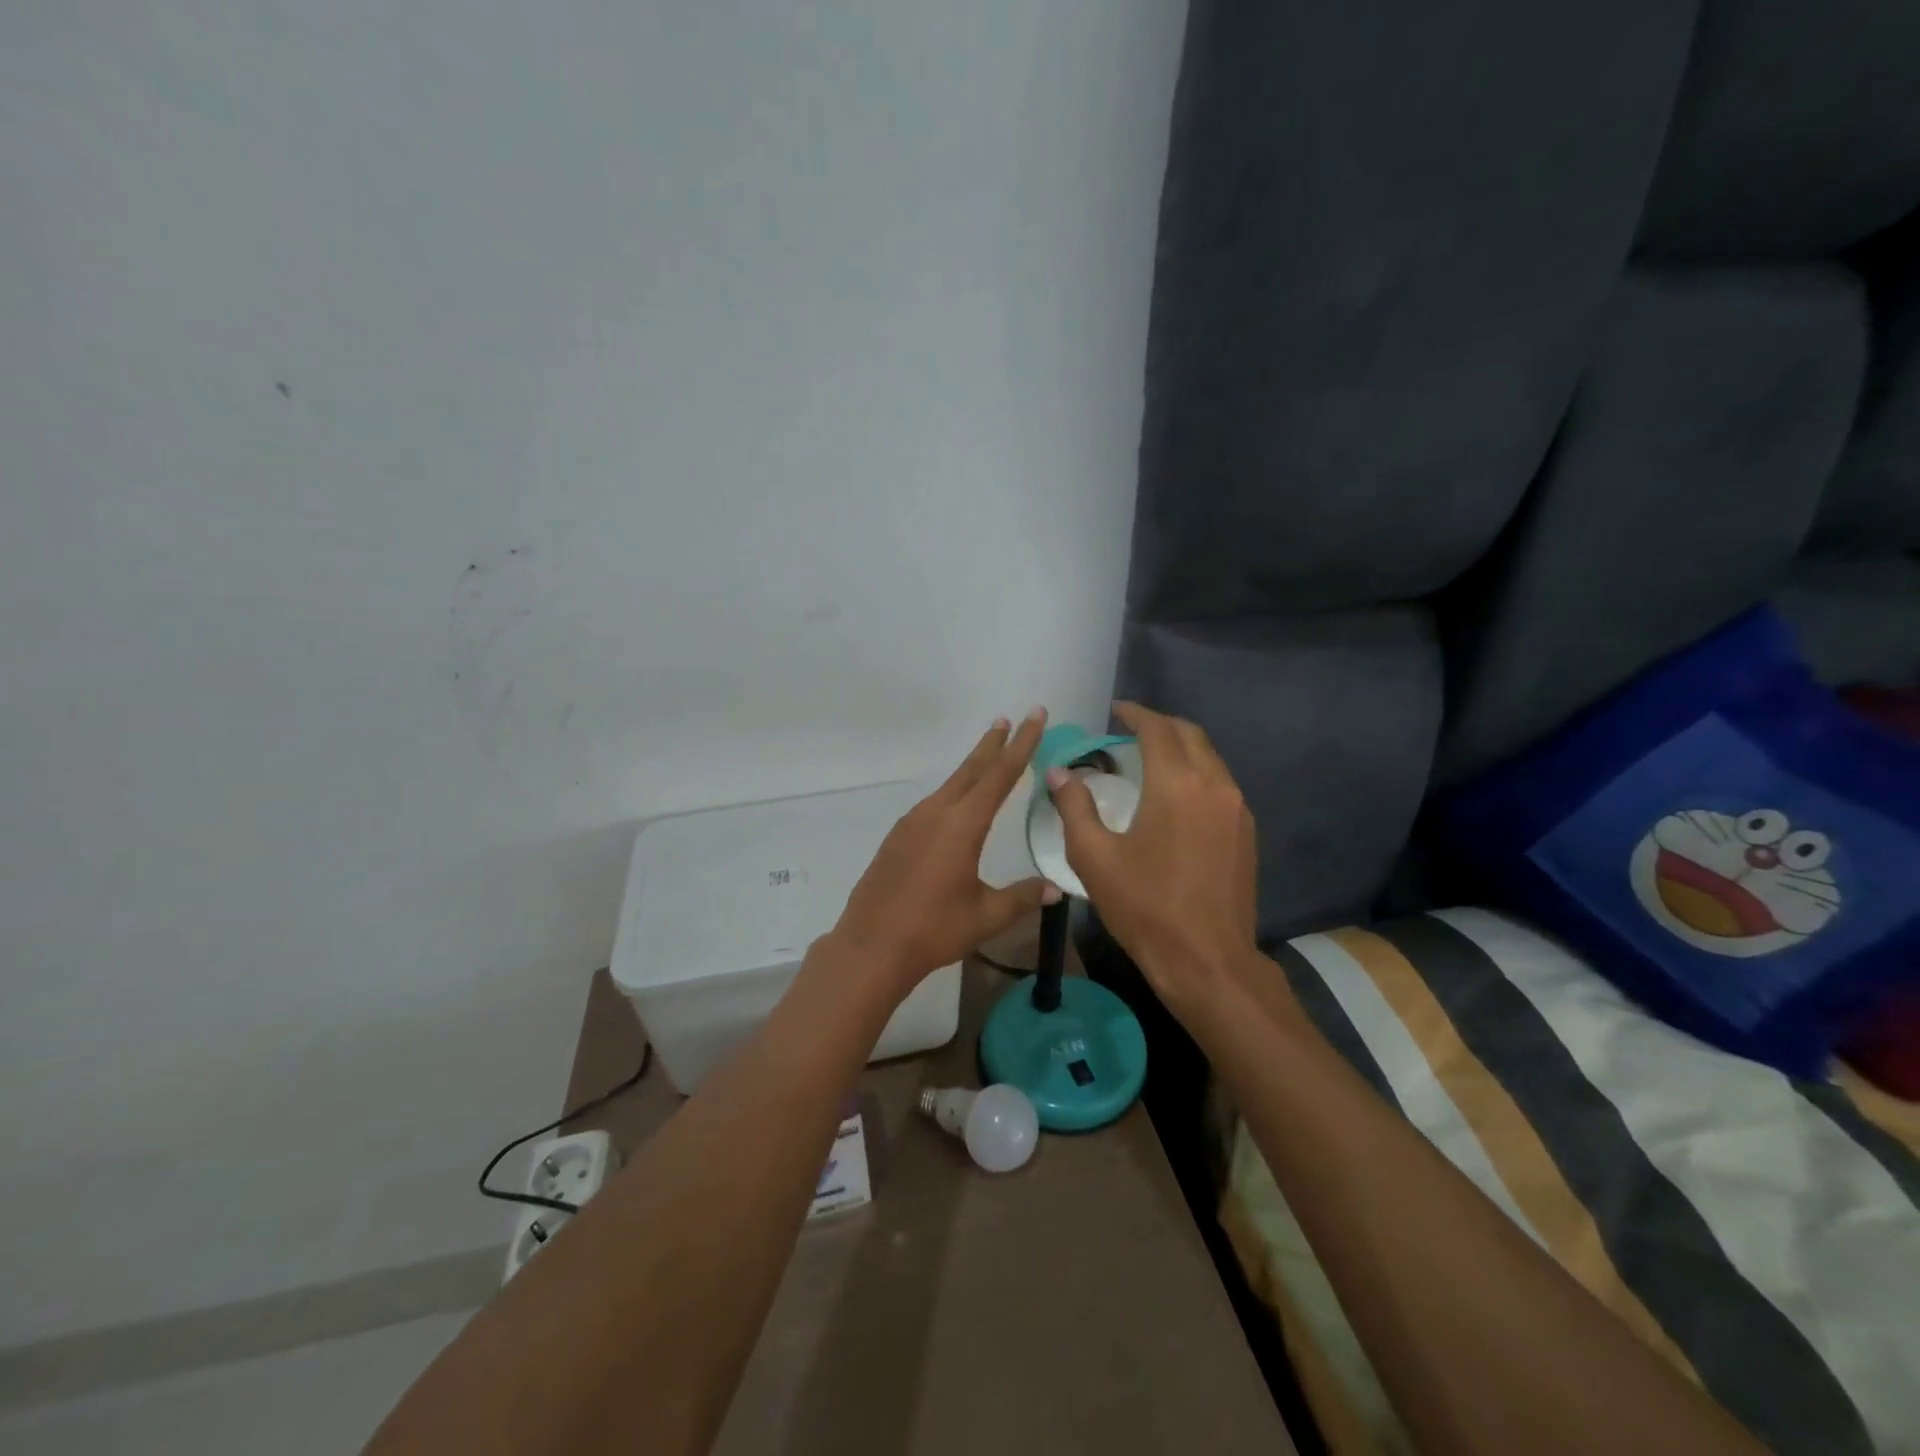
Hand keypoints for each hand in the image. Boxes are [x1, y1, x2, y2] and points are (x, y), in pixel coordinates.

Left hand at [831, 709, 1061, 997]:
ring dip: (972, 767)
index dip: (1021, 744)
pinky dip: (953, 791)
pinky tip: (956, 803)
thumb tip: (1055, 889)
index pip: (999, 775)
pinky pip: (933, 803)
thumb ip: (1022, 897)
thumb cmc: (933, 930)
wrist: (871, 946)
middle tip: (1010, 719)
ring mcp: (912, 823)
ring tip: (988, 754)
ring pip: (950, 785)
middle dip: (993, 743)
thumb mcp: (986, 916)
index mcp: (962, 825)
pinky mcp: (898, 837)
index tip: (1034, 716)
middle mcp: (936, 813)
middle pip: (971, 769)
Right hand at [1047, 702, 1256, 1012]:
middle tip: (1131, 730)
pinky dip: (1197, 773)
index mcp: (1176, 785)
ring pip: (1210, 758)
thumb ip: (1074, 807)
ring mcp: (1237, 809)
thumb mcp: (1094, 858)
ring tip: (1150, 759)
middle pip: (1190, 735)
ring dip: (1181, 748)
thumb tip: (1059, 773)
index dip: (1135, 714)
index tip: (1116, 710)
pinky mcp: (1246, 832)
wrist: (1208, 961)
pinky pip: (1220, 784)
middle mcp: (1214, 785)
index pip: (1157, 729)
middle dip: (1160, 725)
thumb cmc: (1145, 908)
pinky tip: (1175, 795)